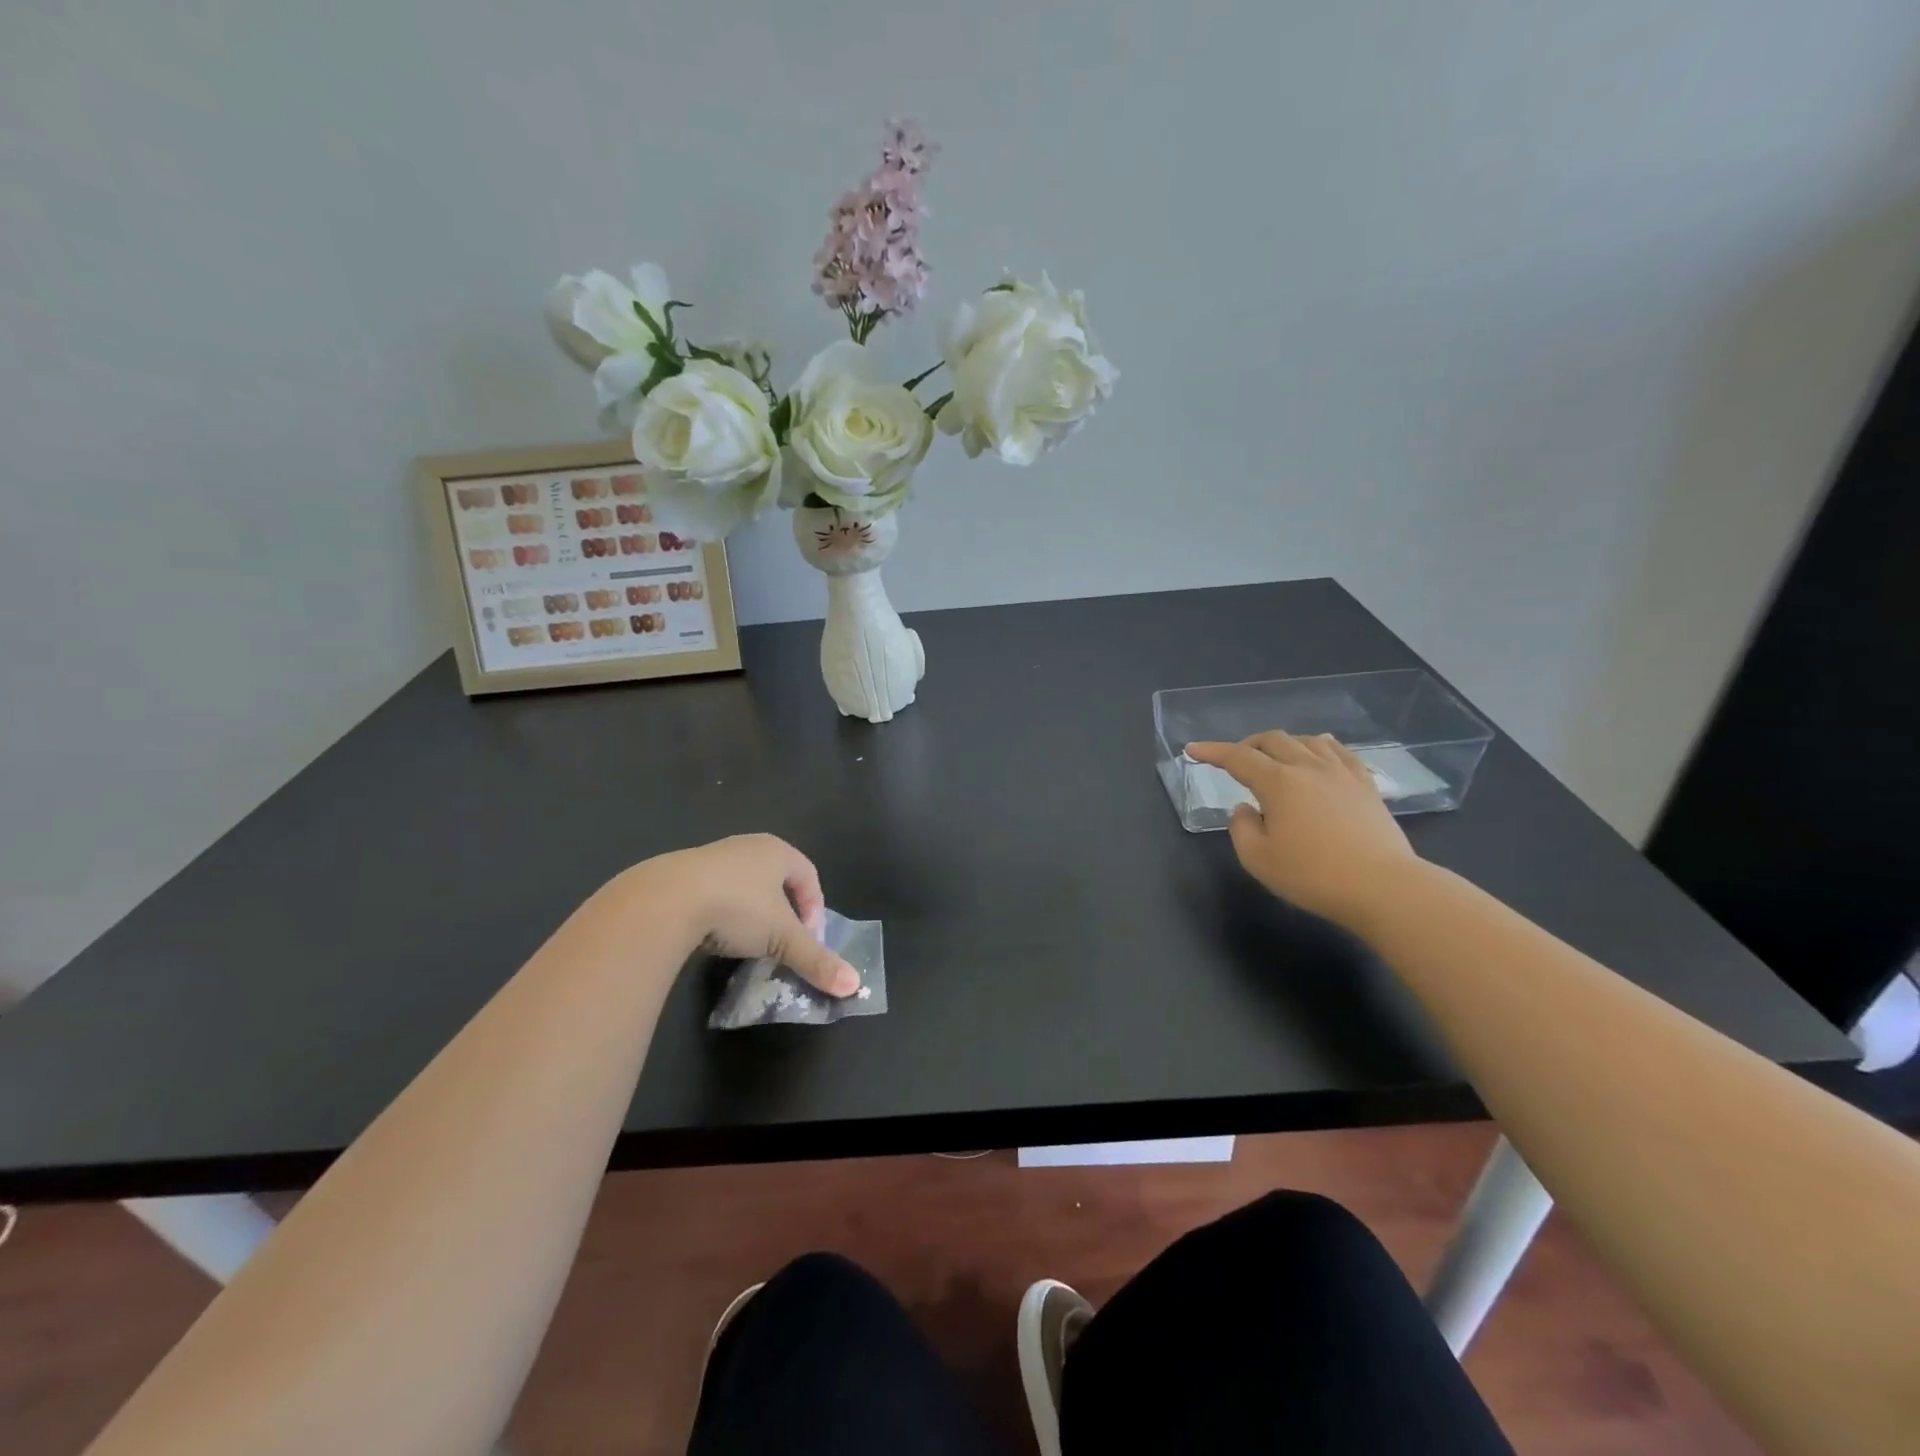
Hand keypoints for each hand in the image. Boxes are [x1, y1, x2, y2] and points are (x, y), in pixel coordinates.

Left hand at [627, 834, 859, 995]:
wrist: (663, 902)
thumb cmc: (737, 908)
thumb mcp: (782, 938)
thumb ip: (817, 960)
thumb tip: (854, 986)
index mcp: (777, 851)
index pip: (809, 875)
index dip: (815, 908)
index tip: (808, 938)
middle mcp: (746, 846)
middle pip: (777, 879)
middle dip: (783, 912)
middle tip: (780, 942)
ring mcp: (711, 857)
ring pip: (743, 886)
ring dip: (751, 914)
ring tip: (746, 944)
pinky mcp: (680, 874)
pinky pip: (713, 892)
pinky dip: (720, 914)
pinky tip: (712, 937)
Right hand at [1186, 733, 1417, 928]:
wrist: (1383, 887)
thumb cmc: (1313, 876)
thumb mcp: (1258, 859)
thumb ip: (1241, 828)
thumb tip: (1246, 808)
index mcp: (1278, 782)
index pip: (1237, 758)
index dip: (1212, 751)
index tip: (1193, 750)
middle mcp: (1308, 767)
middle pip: (1273, 740)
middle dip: (1248, 745)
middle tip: (1236, 762)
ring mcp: (1341, 773)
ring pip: (1306, 741)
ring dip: (1283, 744)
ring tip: (1275, 759)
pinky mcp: (1366, 785)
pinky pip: (1339, 752)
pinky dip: (1320, 747)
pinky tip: (1319, 753)